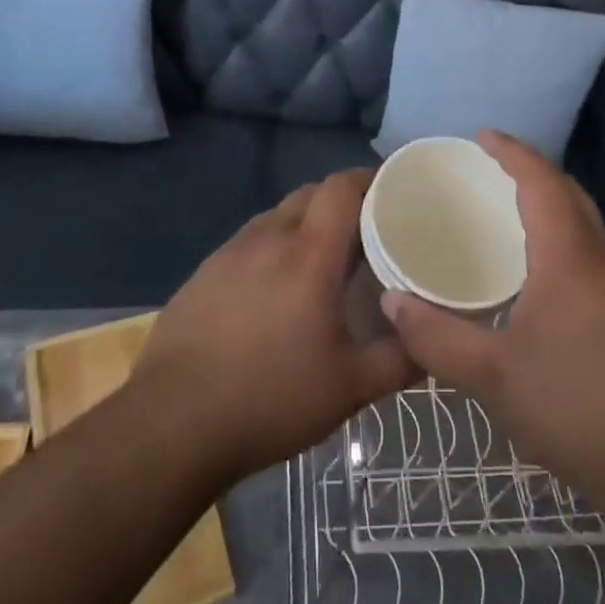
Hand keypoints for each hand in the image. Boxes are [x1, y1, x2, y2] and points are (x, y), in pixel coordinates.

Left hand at [132, 170, 415, 483]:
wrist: (172, 425)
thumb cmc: (270, 398)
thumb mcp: (349, 388)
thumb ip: (399, 360)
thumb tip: (433, 342)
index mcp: (308, 254)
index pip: (341, 188)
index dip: (368, 178)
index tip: (392, 190)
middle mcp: (268, 239)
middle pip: (309, 194)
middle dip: (339, 201)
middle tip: (364, 231)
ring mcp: (228, 254)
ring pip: (276, 217)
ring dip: (302, 224)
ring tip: (320, 260)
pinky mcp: (202, 275)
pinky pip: (247, 244)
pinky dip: (271, 249)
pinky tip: (272, 290)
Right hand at [381, 132, 604, 501]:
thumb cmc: (573, 407)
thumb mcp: (490, 375)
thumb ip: (435, 336)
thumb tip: (390, 301)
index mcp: (569, 257)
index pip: (542, 182)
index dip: (512, 152)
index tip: (482, 135)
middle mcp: (602, 259)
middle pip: (570, 194)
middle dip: (533, 170)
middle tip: (491, 168)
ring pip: (586, 224)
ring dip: (551, 204)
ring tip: (509, 212)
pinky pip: (593, 253)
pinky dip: (564, 238)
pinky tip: (541, 274)